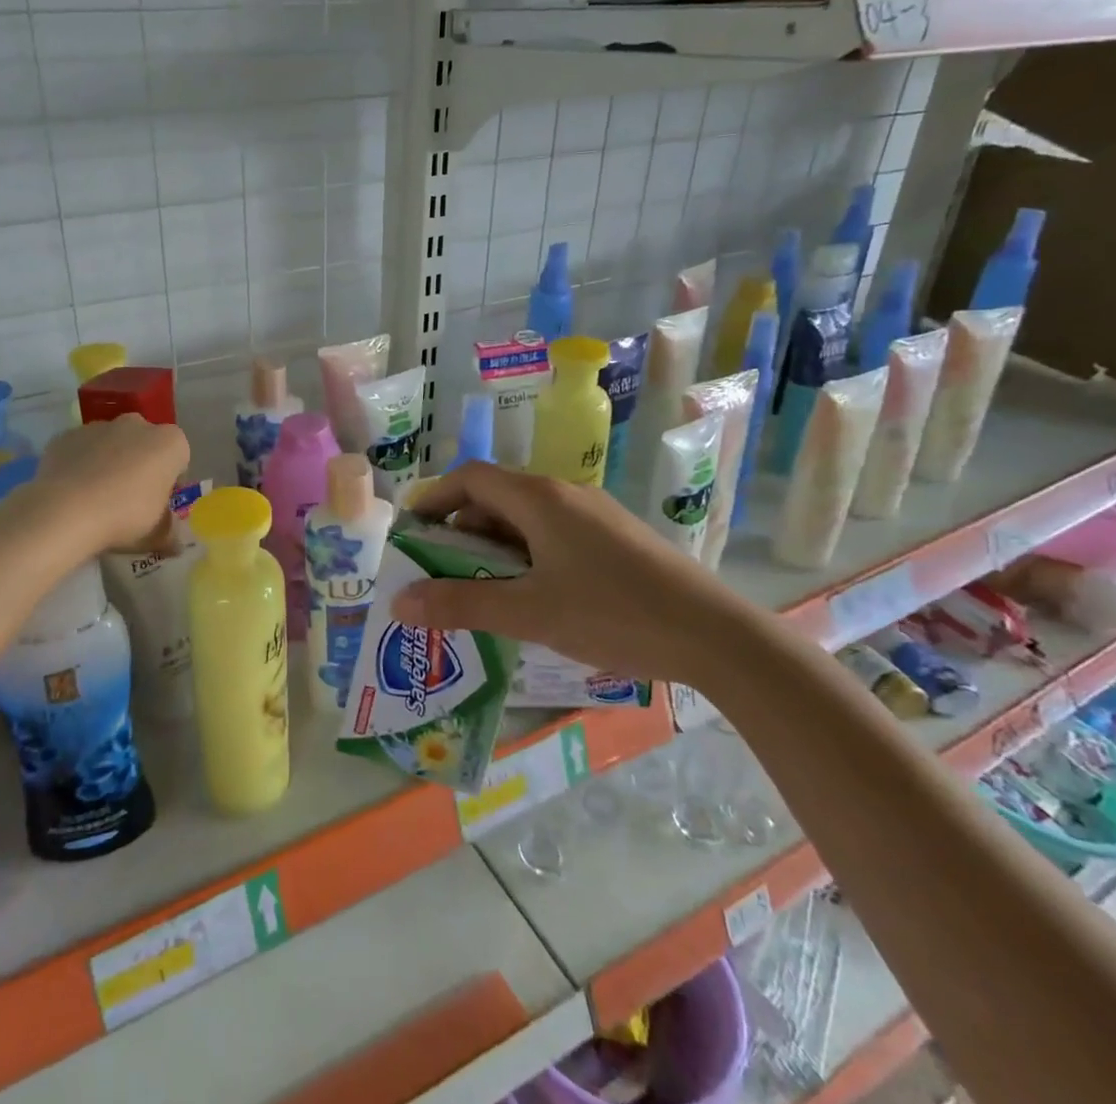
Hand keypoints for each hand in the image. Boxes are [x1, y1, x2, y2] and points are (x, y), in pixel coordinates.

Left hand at [29, 414, 190, 555]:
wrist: (66, 512)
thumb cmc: (125, 517)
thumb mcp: (158, 535)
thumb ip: (170, 533)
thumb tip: (174, 542)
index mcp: (170, 443)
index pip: (179, 459)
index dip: (170, 482)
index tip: (158, 504)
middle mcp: (138, 425)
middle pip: (144, 444)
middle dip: (140, 465)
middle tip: (129, 499)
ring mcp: (99, 426)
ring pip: (111, 443)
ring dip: (109, 462)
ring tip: (96, 497)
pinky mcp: (67, 435)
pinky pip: (80, 449)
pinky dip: (79, 464)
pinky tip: (72, 491)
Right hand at [389, 462, 756, 686]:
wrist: (716, 635)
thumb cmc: (614, 613)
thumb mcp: (530, 613)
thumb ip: (462, 604)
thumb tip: (399, 601)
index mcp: (539, 498)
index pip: (470, 478)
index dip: (435, 499)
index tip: (412, 533)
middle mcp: (565, 494)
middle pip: (497, 497)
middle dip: (461, 530)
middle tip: (441, 573)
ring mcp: (594, 515)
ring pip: (527, 519)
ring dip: (495, 547)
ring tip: (481, 590)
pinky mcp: (616, 539)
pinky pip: (553, 535)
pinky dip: (526, 557)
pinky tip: (533, 597)